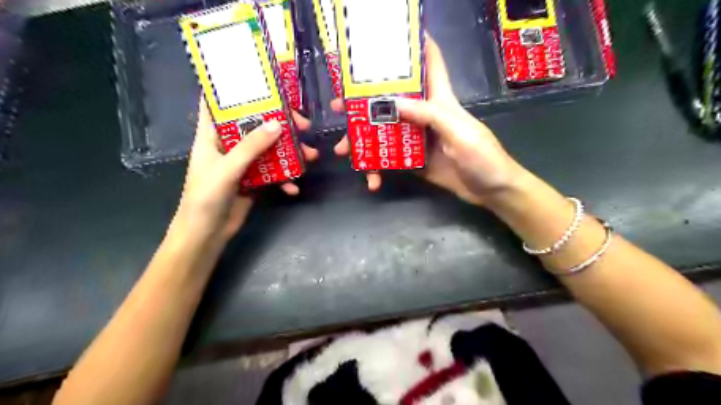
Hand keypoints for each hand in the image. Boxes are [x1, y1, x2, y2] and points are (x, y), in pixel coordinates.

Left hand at [172, 101, 317, 243]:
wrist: (206, 235)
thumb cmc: (205, 198)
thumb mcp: (227, 169)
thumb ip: (251, 146)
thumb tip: (278, 124)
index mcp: (211, 135)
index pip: (218, 103)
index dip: (235, 90)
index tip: (261, 83)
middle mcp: (229, 145)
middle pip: (255, 125)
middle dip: (280, 124)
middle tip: (303, 125)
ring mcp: (243, 164)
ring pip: (270, 149)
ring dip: (290, 152)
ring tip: (311, 156)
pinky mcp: (254, 180)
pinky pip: (274, 173)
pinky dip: (285, 179)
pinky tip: (294, 188)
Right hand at [333, 36, 523, 203]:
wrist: (491, 191)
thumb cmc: (483, 157)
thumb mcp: (459, 132)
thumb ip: (429, 116)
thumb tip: (392, 102)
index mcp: (440, 100)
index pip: (430, 64)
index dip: (415, 46)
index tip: (388, 39)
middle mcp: (424, 115)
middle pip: (392, 101)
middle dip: (365, 101)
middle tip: (340, 107)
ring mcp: (417, 140)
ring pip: (385, 132)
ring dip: (363, 140)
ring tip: (343, 150)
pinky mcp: (414, 161)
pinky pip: (390, 160)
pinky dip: (378, 169)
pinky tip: (372, 180)